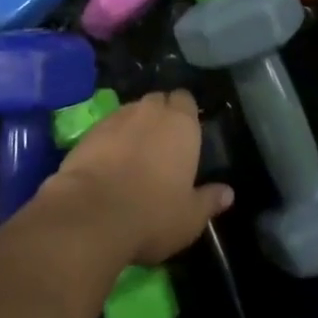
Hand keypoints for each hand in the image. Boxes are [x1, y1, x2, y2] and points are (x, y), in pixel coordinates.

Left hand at [37, 89, 232, 265]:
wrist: (91, 214)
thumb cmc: (153, 214)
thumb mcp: (190, 217)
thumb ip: (209, 200)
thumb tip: (228, 193)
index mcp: (181, 124)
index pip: (186, 100)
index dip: (185, 114)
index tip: (186, 134)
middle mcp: (150, 111)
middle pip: (158, 101)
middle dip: (161, 116)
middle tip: (162, 145)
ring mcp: (117, 117)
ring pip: (131, 112)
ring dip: (135, 126)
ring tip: (134, 155)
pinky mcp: (89, 131)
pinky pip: (107, 127)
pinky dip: (110, 139)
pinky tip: (108, 164)